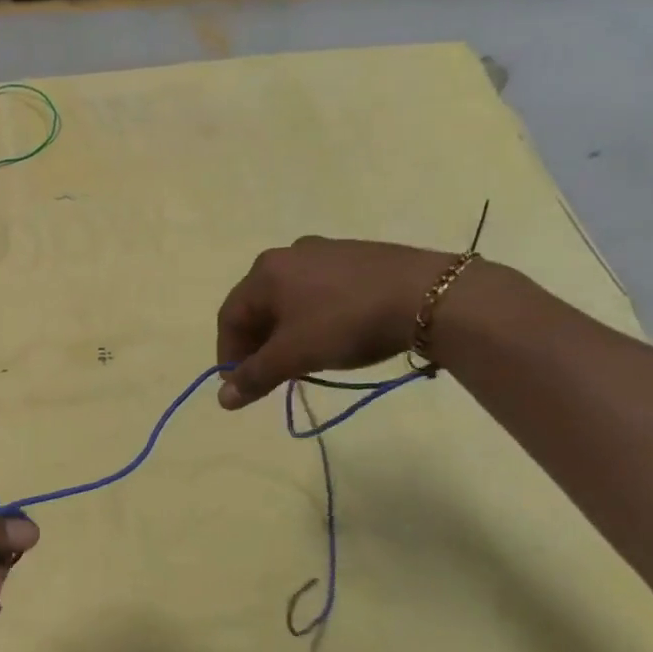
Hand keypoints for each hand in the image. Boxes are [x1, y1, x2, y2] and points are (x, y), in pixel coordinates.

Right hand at [216, 238, 456, 408]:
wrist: (429, 296)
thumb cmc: (346, 322)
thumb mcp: (294, 355)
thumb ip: (255, 376)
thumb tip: (223, 399)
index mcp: (265, 271)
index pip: (230, 317)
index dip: (228, 355)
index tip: (240, 386)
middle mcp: (289, 254)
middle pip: (258, 307)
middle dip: (258, 345)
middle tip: (269, 376)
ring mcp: (326, 252)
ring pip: (290, 300)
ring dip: (285, 334)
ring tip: (301, 361)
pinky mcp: (358, 258)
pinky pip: (320, 291)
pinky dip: (313, 319)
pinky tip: (333, 337)